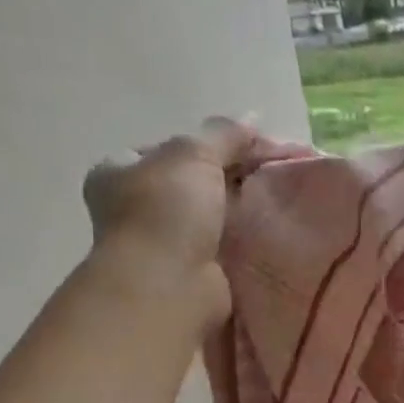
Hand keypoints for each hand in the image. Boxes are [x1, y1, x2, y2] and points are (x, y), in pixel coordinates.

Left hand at [82, 118, 310, 328]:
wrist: (168, 285)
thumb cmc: (167, 211)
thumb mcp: (194, 154)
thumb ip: (223, 134)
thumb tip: (252, 117)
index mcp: (120, 171)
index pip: (173, 148)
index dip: (216, 143)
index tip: (256, 146)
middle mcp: (137, 205)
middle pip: (198, 179)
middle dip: (236, 174)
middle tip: (276, 170)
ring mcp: (165, 240)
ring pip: (216, 212)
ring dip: (245, 207)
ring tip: (283, 196)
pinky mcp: (195, 269)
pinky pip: (229, 242)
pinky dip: (250, 236)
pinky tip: (276, 227)